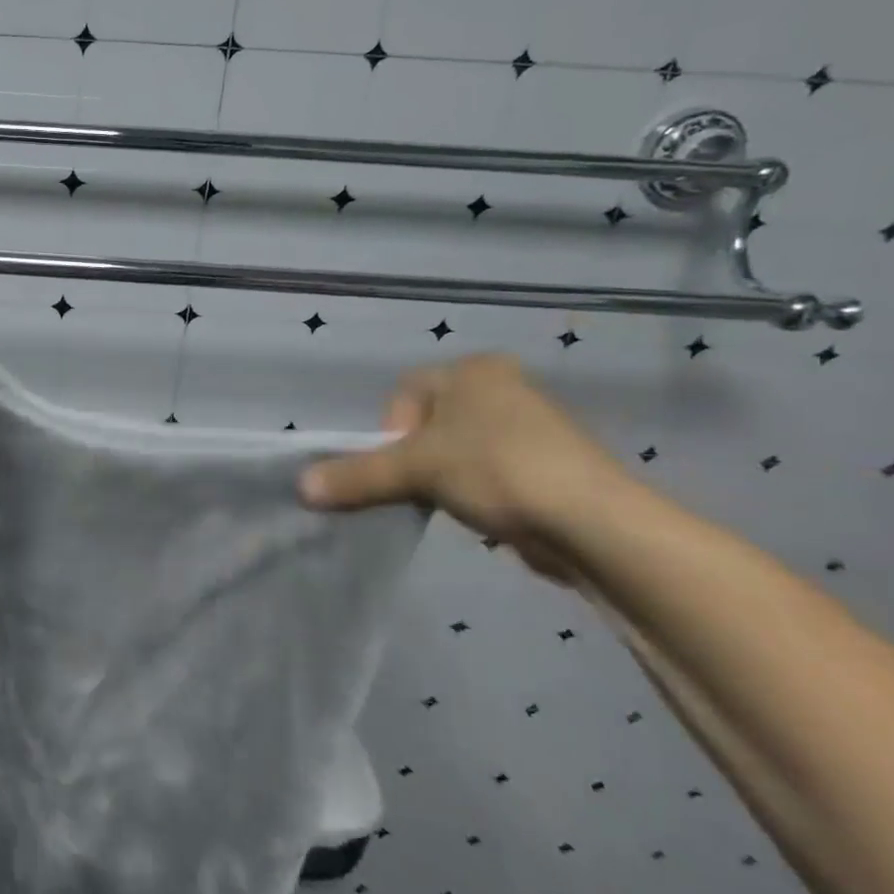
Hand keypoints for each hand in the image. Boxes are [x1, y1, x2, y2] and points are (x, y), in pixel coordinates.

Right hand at [297, 354, 629, 583]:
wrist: (593, 522)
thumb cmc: (496, 470)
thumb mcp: (414, 471)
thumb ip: (355, 476)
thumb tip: (300, 488)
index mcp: (473, 370)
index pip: (404, 395)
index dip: (390, 433)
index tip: (401, 467)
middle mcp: (502, 387)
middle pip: (428, 425)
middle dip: (415, 460)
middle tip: (421, 489)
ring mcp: (530, 426)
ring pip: (457, 451)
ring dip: (444, 479)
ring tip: (456, 505)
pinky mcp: (548, 465)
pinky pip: (489, 473)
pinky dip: (477, 493)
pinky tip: (485, 515)